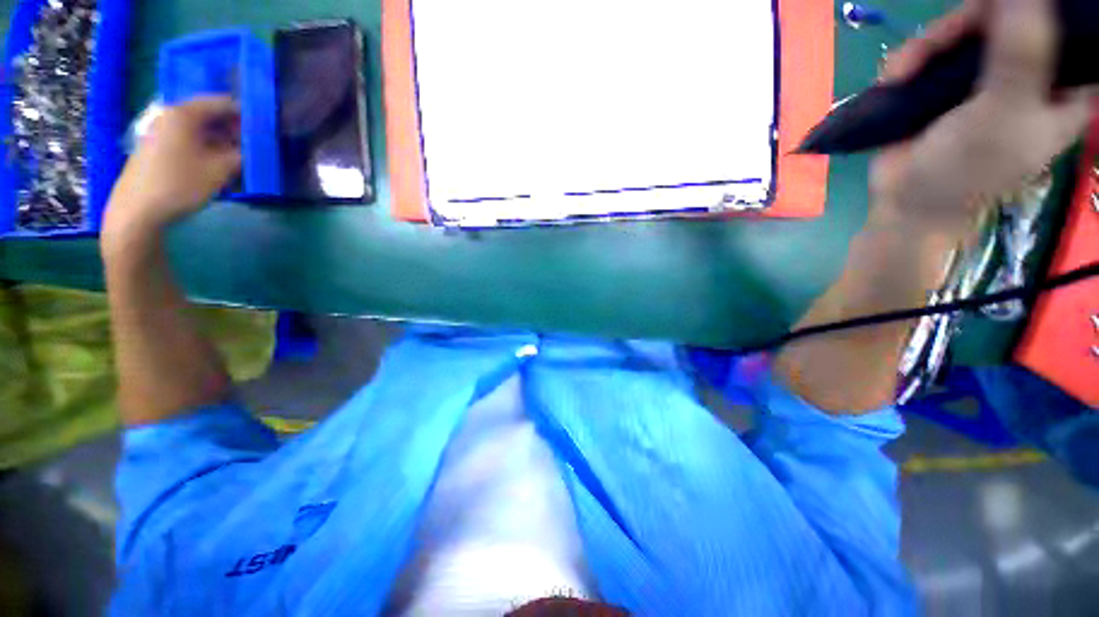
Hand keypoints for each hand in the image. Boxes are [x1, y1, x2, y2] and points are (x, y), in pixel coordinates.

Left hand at [104, 96, 241, 236]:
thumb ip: (241, 155)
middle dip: (233, 131)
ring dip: (221, 143)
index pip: (222, 103)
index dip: (245, 115)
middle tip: (251, 149)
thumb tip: (252, 149)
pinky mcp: (157, 146)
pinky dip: (205, 149)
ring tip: (236, 162)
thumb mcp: (220, 170)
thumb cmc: (180, 185)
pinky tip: (215, 167)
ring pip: (199, 129)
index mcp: (184, 113)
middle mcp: (170, 115)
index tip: (262, 132)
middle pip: (209, 115)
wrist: (138, 210)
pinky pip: (188, 140)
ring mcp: (161, 131)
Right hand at [871, 0, 1093, 235]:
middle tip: (941, 42)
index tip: (1002, 14)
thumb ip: (1021, 54)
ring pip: (966, 29)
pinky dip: (911, 58)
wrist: (906, 201)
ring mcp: (987, 75)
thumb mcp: (1002, 114)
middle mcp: (1029, 72)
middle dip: (967, 24)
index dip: (1037, 12)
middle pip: (1007, 17)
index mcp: (1063, 86)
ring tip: (903, 71)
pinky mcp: (948, 82)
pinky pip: (934, 49)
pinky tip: (896, 76)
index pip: (1066, 27)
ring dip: (929, 44)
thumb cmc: (965, 170)